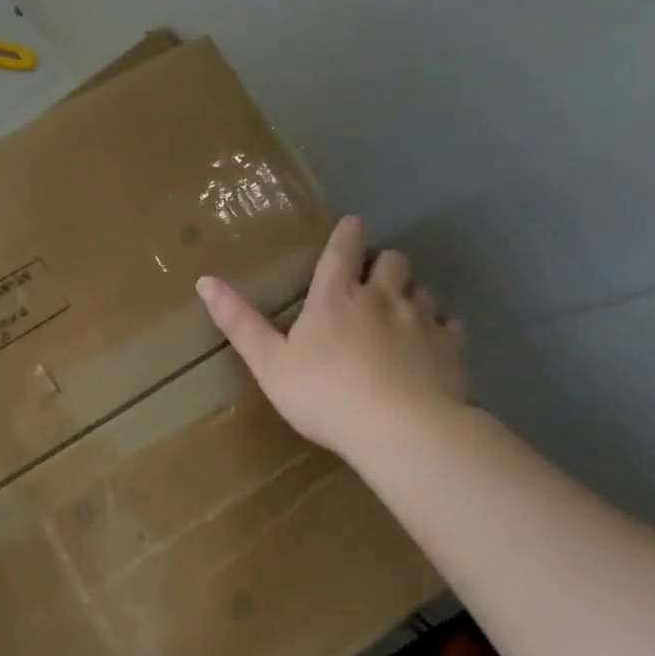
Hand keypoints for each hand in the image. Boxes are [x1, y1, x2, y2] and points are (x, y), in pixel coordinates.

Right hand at [195, 215, 467, 457]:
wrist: (401, 430)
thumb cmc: (324, 394)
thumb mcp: (269, 362)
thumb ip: (239, 322)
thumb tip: (204, 281)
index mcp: (335, 297)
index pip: (343, 249)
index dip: (347, 233)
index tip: (351, 225)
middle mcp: (381, 298)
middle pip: (392, 261)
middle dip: (382, 263)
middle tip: (370, 279)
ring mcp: (421, 321)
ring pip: (421, 290)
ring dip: (409, 295)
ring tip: (398, 313)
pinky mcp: (450, 349)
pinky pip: (450, 326)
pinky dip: (439, 329)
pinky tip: (430, 345)